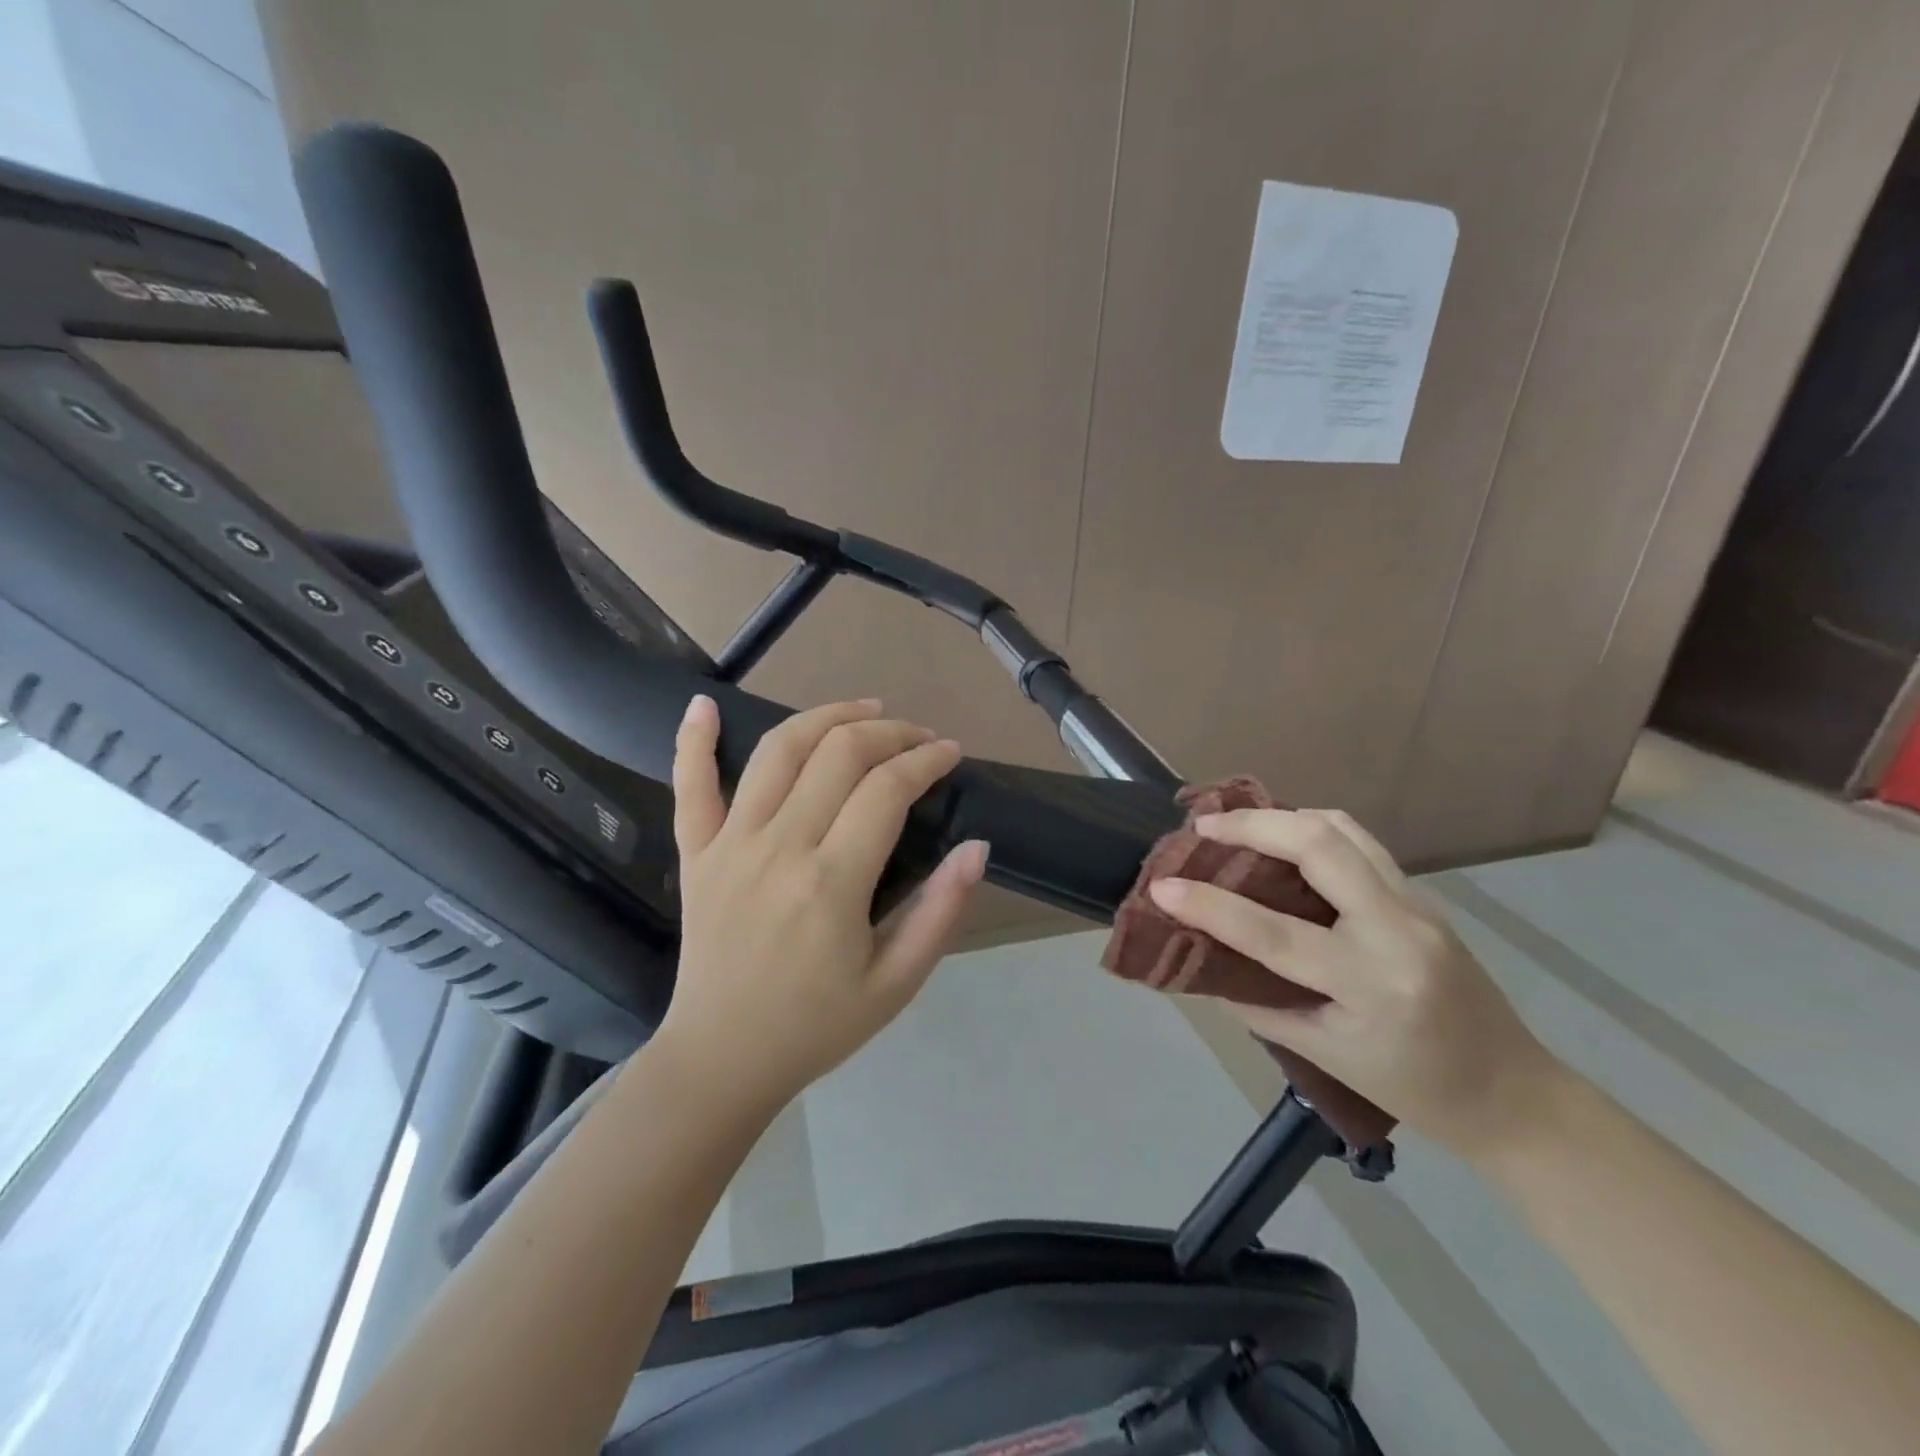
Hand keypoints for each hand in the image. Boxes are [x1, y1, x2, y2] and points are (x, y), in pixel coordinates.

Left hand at [659, 696, 987, 1114]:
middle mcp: (779, 847)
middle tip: (917, 737)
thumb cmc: (817, 1025)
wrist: (722, 1059)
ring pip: (778, 751)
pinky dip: (694, 740)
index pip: (887, 789)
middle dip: (888, 731)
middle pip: (838, 754)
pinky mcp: (695, 853)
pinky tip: (705, 704)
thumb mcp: (896, 983)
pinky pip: (689, 786)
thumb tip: (977, 846)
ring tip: (861, 709)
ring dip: (824, 717)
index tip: (950, 753)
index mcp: (831, 883)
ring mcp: (729, 844)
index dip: (926, 760)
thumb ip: (941, 911)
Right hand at [1150, 809, 1564, 1161]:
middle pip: (1320, 845)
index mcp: (1370, 983)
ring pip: (1344, 830)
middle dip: (1253, 825)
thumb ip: (1259, 1003)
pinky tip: (1286, 843)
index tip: (1162, 885)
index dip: (1209, 905)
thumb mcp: (1324, 1055)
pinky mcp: (1423, 896)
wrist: (1515, 1095)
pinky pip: (1362, 844)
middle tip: (1203, 828)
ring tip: (1239, 825)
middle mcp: (1397, 929)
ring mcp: (1418, 905)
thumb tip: (1202, 961)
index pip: (1274, 933)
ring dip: (1284, 817)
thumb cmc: (1414, 1090)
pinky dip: (1315, 830)